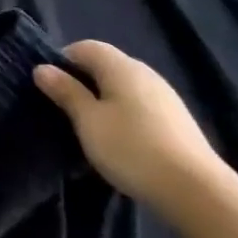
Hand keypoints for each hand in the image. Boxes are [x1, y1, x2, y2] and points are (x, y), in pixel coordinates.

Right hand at [33, 40, 237, 229]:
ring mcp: (165, 96)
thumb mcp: (88, 120)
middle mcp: (146, 73)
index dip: (62, 60)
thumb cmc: (131, 148)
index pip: (85, 47)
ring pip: (123, 87)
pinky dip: (122, 113)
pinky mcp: (176, 120)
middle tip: (63, 108)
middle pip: (105, 65)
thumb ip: (66, 91)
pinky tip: (118, 139)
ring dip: (102, 99)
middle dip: (81, 81)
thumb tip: (42, 68)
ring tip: (88, 127)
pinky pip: (138, 105)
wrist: (195, 191)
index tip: (49, 87)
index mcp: (122, 67)